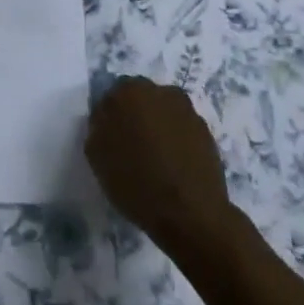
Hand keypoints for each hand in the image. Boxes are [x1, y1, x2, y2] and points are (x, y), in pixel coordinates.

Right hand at [86, 76, 232, 255]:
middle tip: (130, 148)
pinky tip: (173, 167)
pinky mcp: (206, 131)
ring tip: (154, 160)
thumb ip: (98, 128)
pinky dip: (176, 142)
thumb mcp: (96, 156)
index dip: (109, 119)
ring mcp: (187, 110)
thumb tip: (107, 120)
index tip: (109, 140)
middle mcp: (160, 91)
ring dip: (157, 128)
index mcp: (129, 91)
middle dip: (135, 118)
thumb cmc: (136, 182)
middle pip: (140, 100)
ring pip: (163, 114)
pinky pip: (182, 131)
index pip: (112, 97)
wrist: (190, 213)